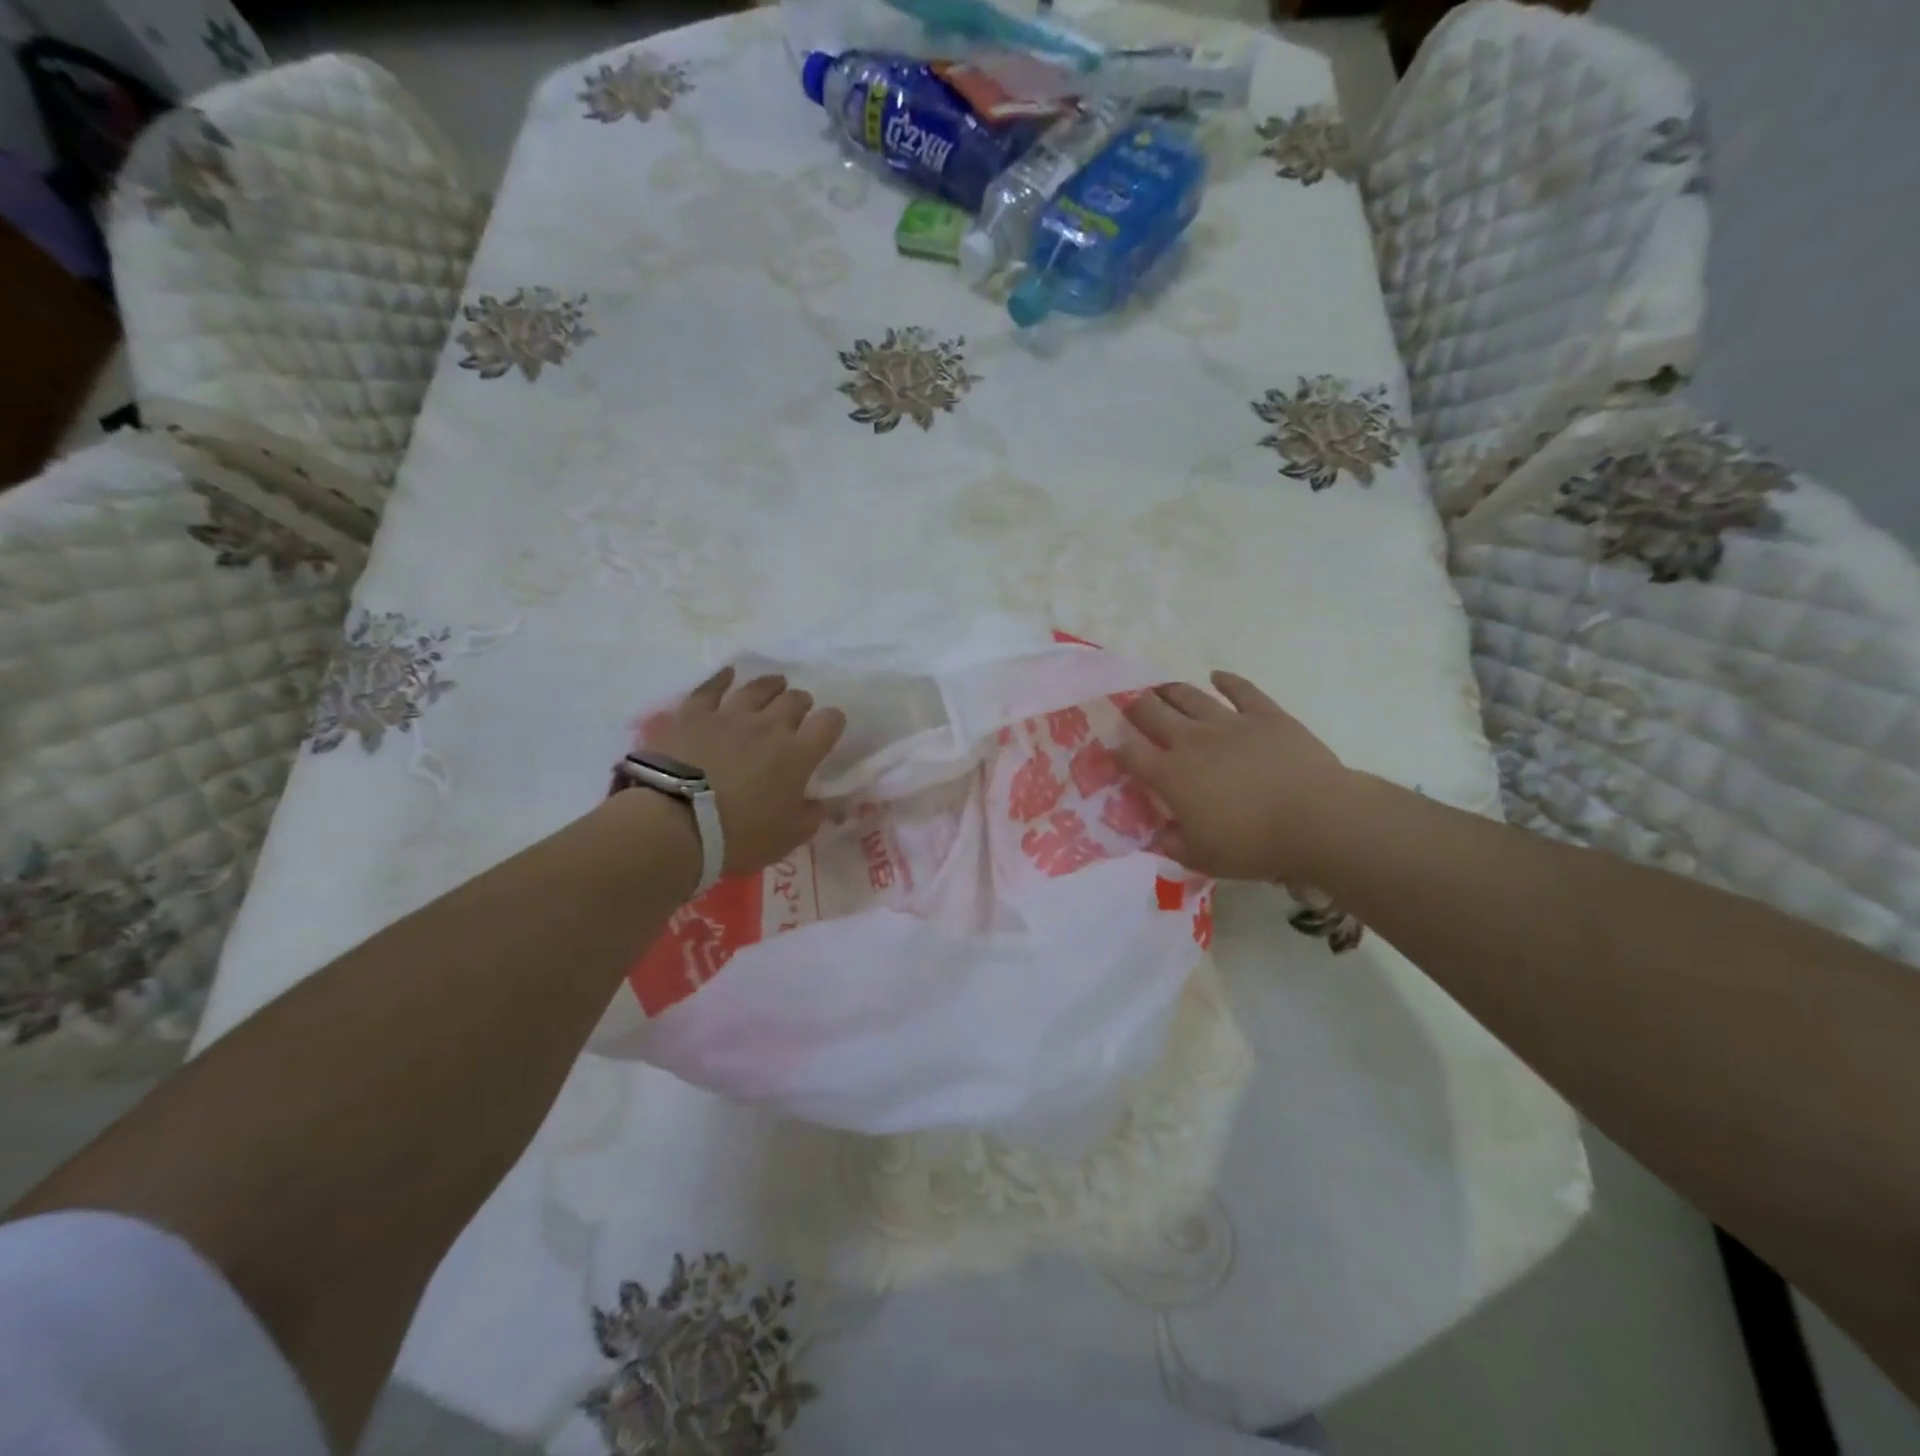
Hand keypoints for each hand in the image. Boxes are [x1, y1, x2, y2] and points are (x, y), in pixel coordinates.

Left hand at [647, 667, 845, 876]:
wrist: (674, 823)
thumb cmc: (738, 836)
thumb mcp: (786, 838)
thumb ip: (811, 817)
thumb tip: (826, 804)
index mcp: (798, 755)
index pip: (828, 723)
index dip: (833, 722)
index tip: (830, 728)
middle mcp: (769, 727)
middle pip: (794, 701)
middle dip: (801, 703)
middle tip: (798, 711)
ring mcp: (730, 716)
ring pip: (758, 689)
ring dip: (771, 686)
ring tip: (776, 684)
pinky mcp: (693, 715)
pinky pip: (711, 689)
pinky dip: (722, 679)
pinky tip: (728, 674)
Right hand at [1118, 672, 1354, 883]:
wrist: (1316, 820)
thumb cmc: (1253, 845)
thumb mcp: (1202, 858)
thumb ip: (1172, 844)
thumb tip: (1157, 836)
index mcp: (1171, 775)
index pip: (1131, 755)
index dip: (1117, 750)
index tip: (1112, 749)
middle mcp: (1192, 741)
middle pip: (1153, 714)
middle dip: (1136, 709)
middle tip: (1130, 706)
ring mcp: (1229, 723)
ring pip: (1190, 697)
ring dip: (1171, 691)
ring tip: (1161, 688)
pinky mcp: (1265, 715)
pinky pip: (1241, 690)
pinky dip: (1227, 681)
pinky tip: (1217, 676)